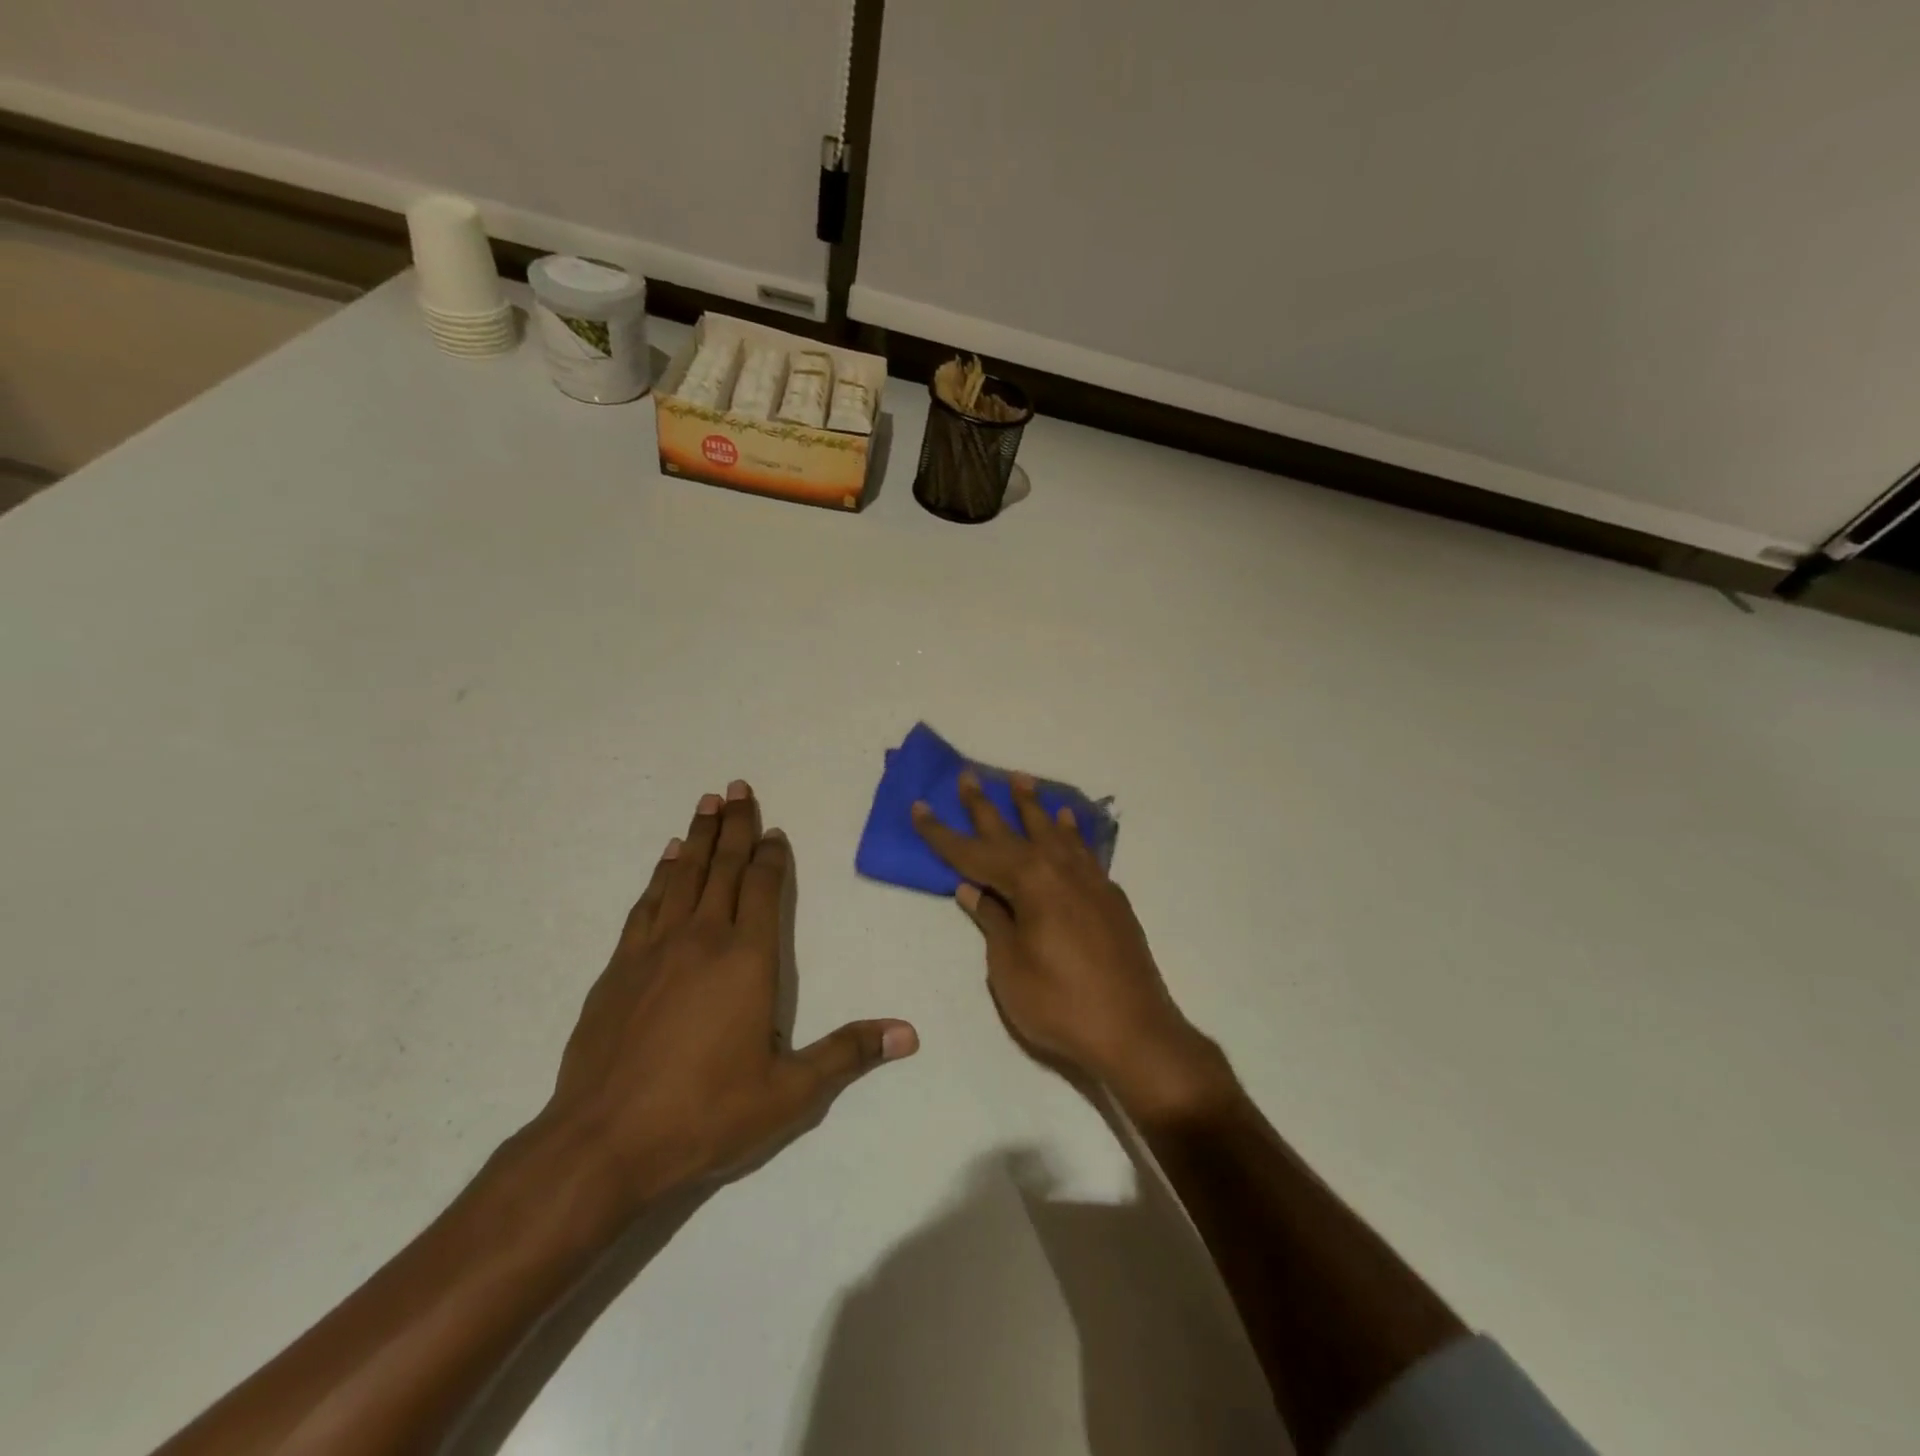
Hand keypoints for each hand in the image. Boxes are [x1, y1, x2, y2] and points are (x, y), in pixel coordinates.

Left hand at [541, 781, 917, 1219]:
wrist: (602, 1144)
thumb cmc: (705, 1114)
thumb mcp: (790, 1093)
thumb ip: (848, 1054)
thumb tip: (909, 1033)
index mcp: (747, 959)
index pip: (764, 889)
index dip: (772, 855)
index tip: (774, 829)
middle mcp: (702, 939)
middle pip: (723, 868)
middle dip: (735, 825)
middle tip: (738, 786)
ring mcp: (655, 949)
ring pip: (683, 876)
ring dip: (699, 837)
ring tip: (707, 803)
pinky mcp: (618, 968)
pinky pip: (646, 903)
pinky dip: (660, 874)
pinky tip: (667, 858)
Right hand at [912, 770, 1231, 1121]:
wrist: (1135, 1032)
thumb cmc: (1060, 1004)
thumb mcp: (1009, 967)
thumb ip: (993, 922)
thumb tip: (973, 890)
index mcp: (1030, 882)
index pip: (974, 853)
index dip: (943, 834)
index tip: (920, 807)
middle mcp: (1060, 869)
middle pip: (1014, 831)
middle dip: (986, 805)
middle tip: (969, 776)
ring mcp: (1090, 881)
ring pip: (1055, 832)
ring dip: (1034, 807)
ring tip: (1021, 780)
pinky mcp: (1110, 898)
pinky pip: (1084, 850)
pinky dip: (1072, 832)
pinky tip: (1068, 822)